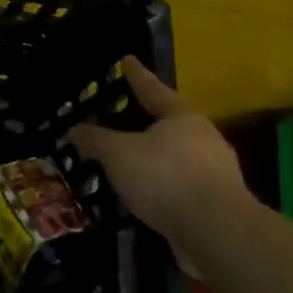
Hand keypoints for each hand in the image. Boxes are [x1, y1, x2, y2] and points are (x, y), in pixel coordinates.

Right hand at [68, 56, 250, 252]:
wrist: (217, 233)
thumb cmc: (166, 178)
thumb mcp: (118, 155)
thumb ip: (95, 140)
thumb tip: (74, 128)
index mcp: (182, 117)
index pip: (152, 88)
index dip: (136, 74)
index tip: (127, 59)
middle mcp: (204, 138)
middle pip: (169, 122)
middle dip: (147, 119)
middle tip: (124, 116)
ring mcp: (216, 172)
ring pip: (177, 156)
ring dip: (154, 157)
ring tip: (129, 162)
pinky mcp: (217, 203)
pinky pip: (181, 184)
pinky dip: (162, 185)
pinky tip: (145, 195)